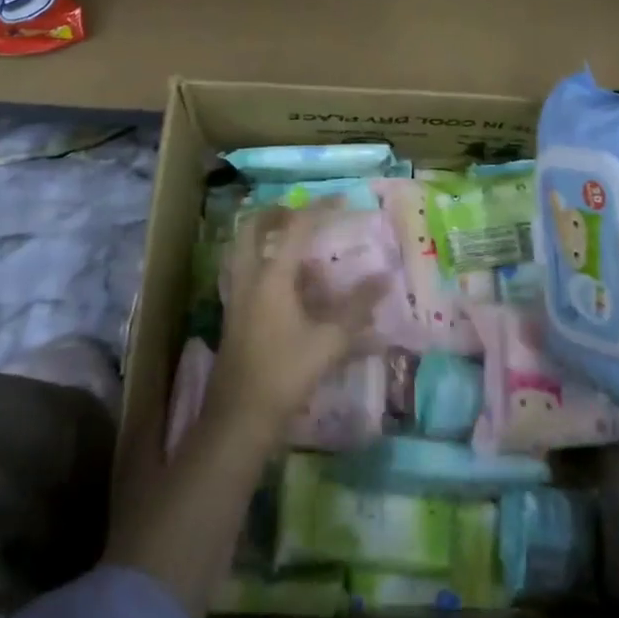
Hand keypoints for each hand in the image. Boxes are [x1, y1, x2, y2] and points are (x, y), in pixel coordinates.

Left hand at [206, 204, 387, 440]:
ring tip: (298, 245)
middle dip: (277, 212)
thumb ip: (358, 308)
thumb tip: (384, 279)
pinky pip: (246, 271)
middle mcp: (249, 277)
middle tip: (303, 213)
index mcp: (272, 275)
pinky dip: (264, 263)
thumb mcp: (330, 341)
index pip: (297, 226)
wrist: (240, 417)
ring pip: (244, 249)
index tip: (342, 200)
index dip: (320, 208)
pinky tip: (291, 285)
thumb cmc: (286, 373)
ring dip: (267, 237)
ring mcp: (236, 295)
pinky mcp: (234, 314)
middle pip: (253, 227)